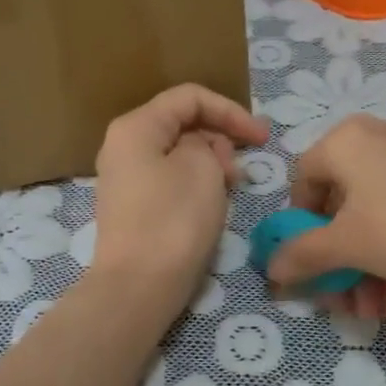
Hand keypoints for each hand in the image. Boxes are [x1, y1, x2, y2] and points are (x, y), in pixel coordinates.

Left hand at [89, 84, 268, 310]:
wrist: (138, 288)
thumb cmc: (174, 220)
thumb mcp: (203, 167)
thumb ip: (208, 143)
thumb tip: (200, 149)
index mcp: (136, 127)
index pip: (190, 97)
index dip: (230, 110)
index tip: (262, 137)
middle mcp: (123, 146)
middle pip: (181, 123)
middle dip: (220, 138)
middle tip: (242, 170)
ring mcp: (125, 178)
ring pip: (178, 153)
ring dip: (211, 162)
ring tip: (231, 188)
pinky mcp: (133, 207)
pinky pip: (170, 179)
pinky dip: (196, 182)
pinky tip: (213, 204)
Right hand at [268, 115, 385, 314]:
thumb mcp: (348, 245)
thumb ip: (303, 255)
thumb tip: (272, 268)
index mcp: (346, 141)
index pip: (303, 182)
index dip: (300, 229)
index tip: (312, 266)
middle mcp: (378, 140)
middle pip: (343, 209)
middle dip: (344, 265)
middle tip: (350, 303)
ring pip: (377, 220)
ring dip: (372, 272)